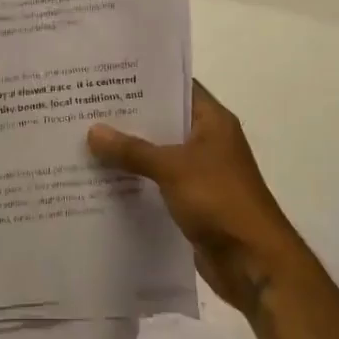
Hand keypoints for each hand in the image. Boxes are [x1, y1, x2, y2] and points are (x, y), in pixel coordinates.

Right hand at [88, 83, 304, 313]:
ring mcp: (200, 172)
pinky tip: (101, 179)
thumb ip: (132, 150)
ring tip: (85, 139)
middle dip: (128, 117)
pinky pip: (157, 182)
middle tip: (86, 106)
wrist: (253, 263)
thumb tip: (93, 131)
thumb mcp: (172, 168)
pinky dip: (135, 180)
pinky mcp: (191, 201)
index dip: (145, 80)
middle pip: (163, 120)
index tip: (108, 76)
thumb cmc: (220, 200)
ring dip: (128, 151)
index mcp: (212, 121)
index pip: (176, 87)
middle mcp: (207, 141)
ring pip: (157, 153)